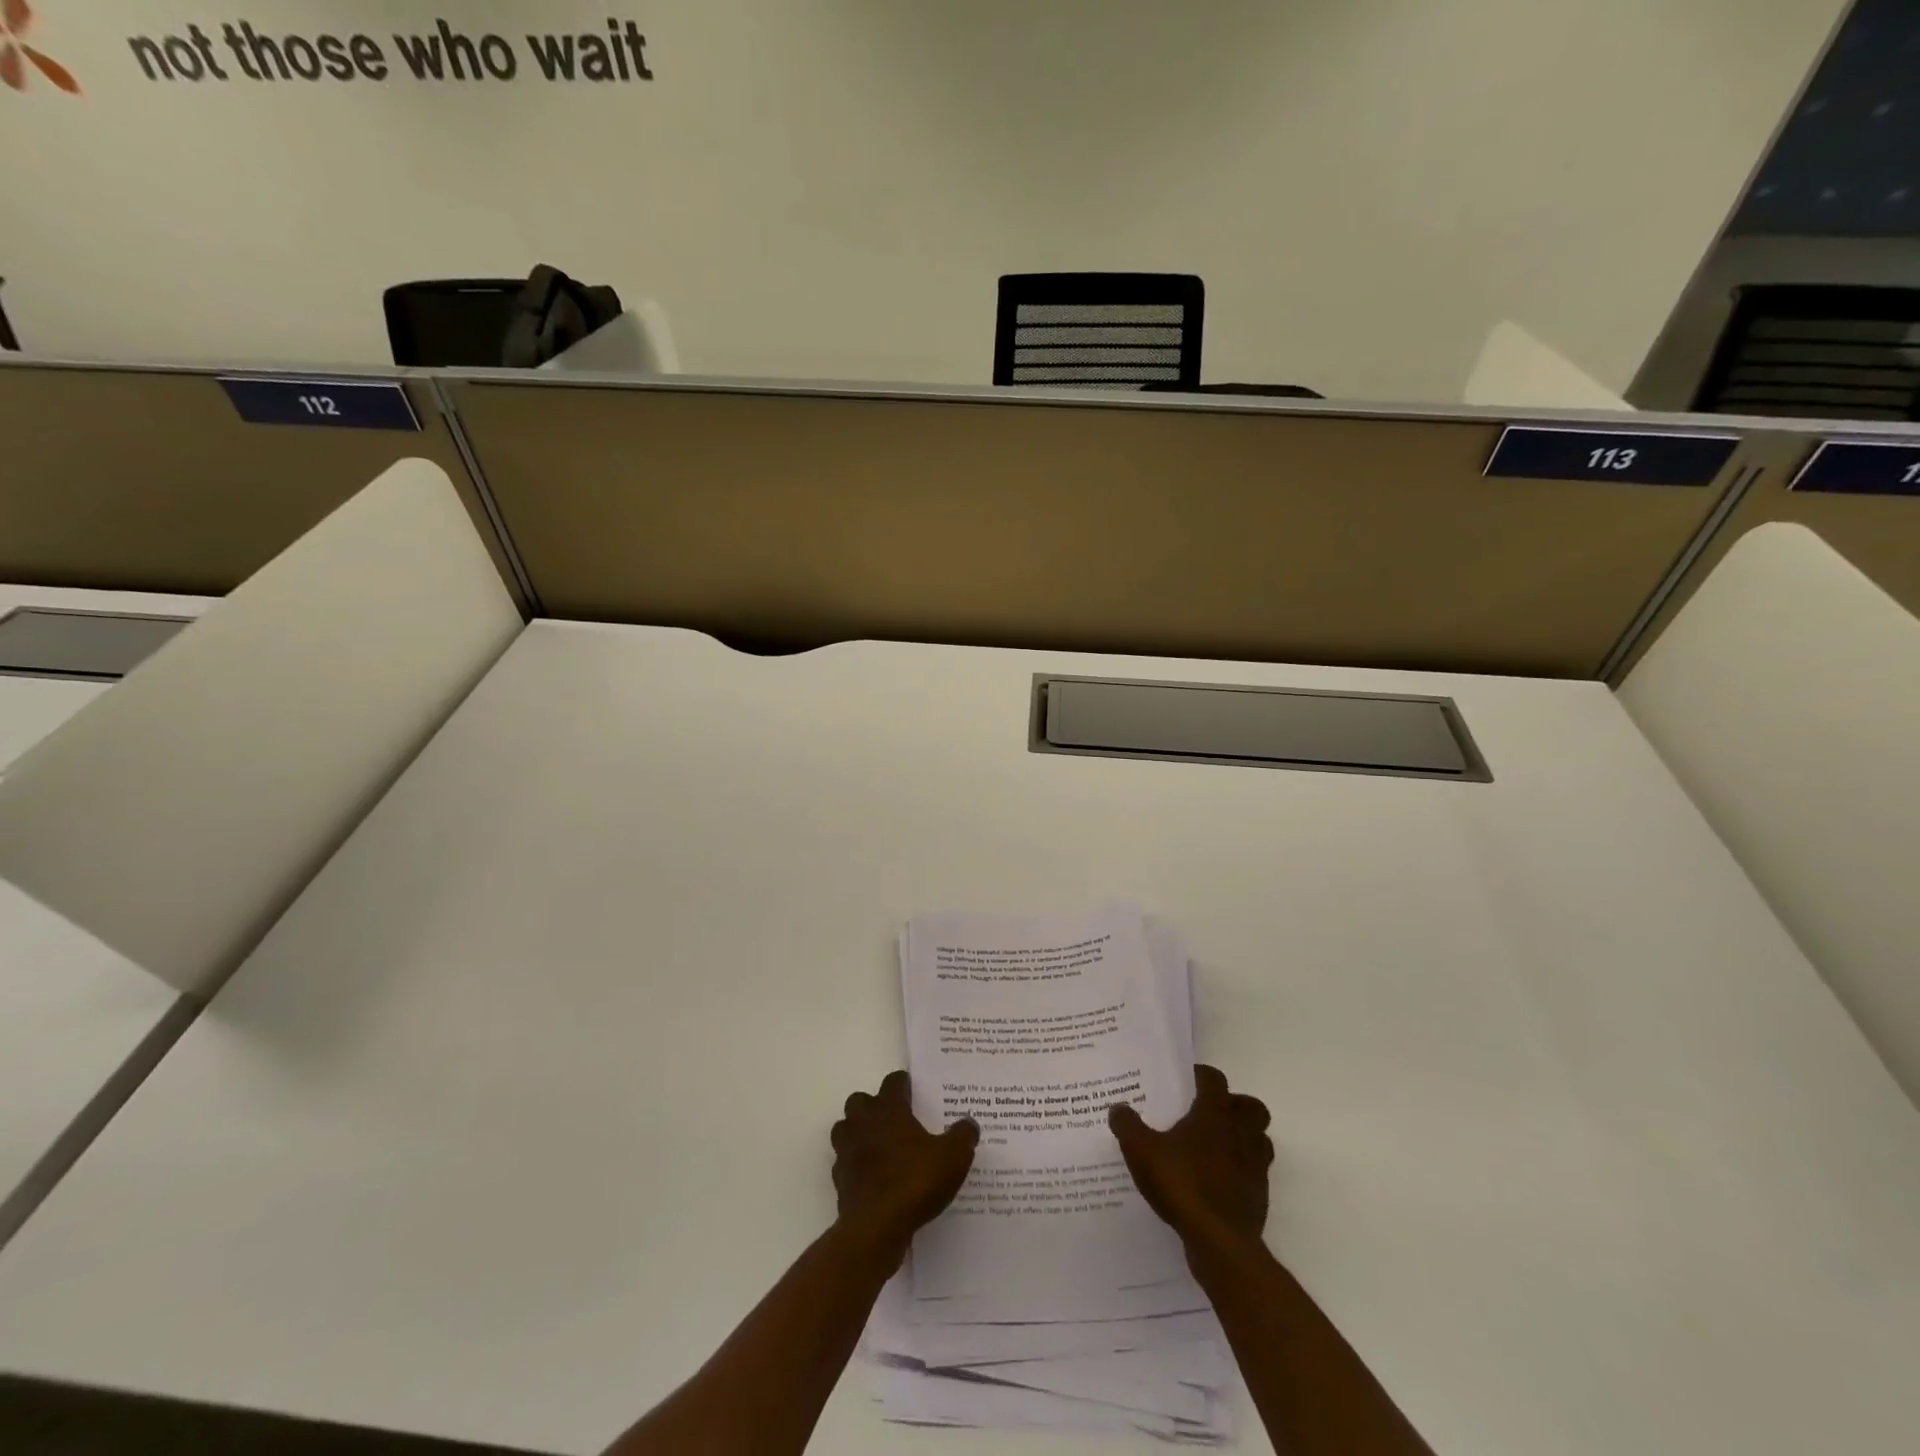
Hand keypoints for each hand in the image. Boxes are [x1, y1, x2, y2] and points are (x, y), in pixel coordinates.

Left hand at [831, 1071, 978, 1262]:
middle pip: (860, 1101)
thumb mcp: (953, 1157)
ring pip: (845, 1129)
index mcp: (889, 1109)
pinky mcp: (840, 1180)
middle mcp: (863, 1123)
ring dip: (858, 1132)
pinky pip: (845, 1162)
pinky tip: (873, 1177)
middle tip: (894, 1119)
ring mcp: (847, 1151)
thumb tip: (969, 1123)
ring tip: (880, 1146)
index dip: (903, 1084)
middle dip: (873, 1106)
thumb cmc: (915, 1181)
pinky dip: (856, 1165)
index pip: (893, 1082)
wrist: (877, 1227)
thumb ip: (963, 1136)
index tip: (913, 1090)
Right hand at [1109, 1065, 1272, 1257]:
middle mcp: (1240, 1133)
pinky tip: (1220, 1181)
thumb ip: (1127, 1126)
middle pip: (1251, 1107)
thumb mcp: (1141, 1151)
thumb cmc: (1182, 1185)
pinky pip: (1257, 1173)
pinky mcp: (1259, 1195)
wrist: (1220, 1243)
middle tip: (1210, 1113)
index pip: (1214, 1079)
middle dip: (1235, 1105)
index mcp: (1214, 1114)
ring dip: (1245, 1137)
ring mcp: (1255, 1165)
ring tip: (1218, 1146)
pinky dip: (1243, 1171)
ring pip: (1260, 1139)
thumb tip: (1118, 1108)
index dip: (1201, 1076)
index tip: (1186, 1080)